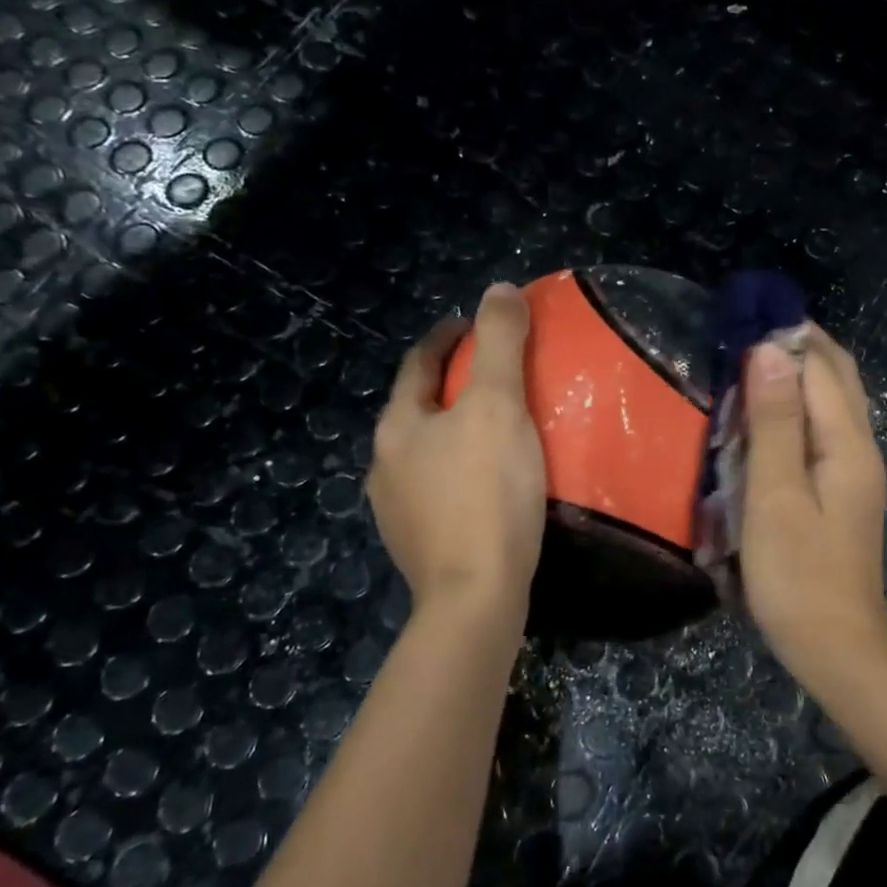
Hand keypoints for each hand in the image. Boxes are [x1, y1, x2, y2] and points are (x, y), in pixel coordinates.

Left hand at [368, 283, 546, 625]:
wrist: (476, 597)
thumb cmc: (488, 493)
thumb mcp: (499, 406)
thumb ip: (500, 344)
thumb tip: (498, 289)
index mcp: (399, 426)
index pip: (419, 364)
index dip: (447, 338)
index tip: (475, 325)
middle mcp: (385, 464)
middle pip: (419, 409)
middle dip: (451, 387)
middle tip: (496, 377)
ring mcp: (396, 510)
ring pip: (427, 454)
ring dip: (454, 433)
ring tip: (496, 431)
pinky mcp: (417, 546)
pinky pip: (439, 492)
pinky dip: (460, 474)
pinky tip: (488, 486)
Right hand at [740, 326, 886, 670]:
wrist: (835, 646)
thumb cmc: (796, 573)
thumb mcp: (775, 494)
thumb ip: (775, 422)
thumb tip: (771, 350)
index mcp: (847, 442)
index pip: (820, 365)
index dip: (784, 335)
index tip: (738, 318)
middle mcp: (860, 447)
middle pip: (836, 377)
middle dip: (796, 347)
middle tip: (741, 336)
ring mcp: (854, 472)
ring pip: (831, 403)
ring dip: (795, 377)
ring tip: (745, 369)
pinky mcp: (841, 492)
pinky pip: (822, 432)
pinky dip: (796, 410)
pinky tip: (763, 422)